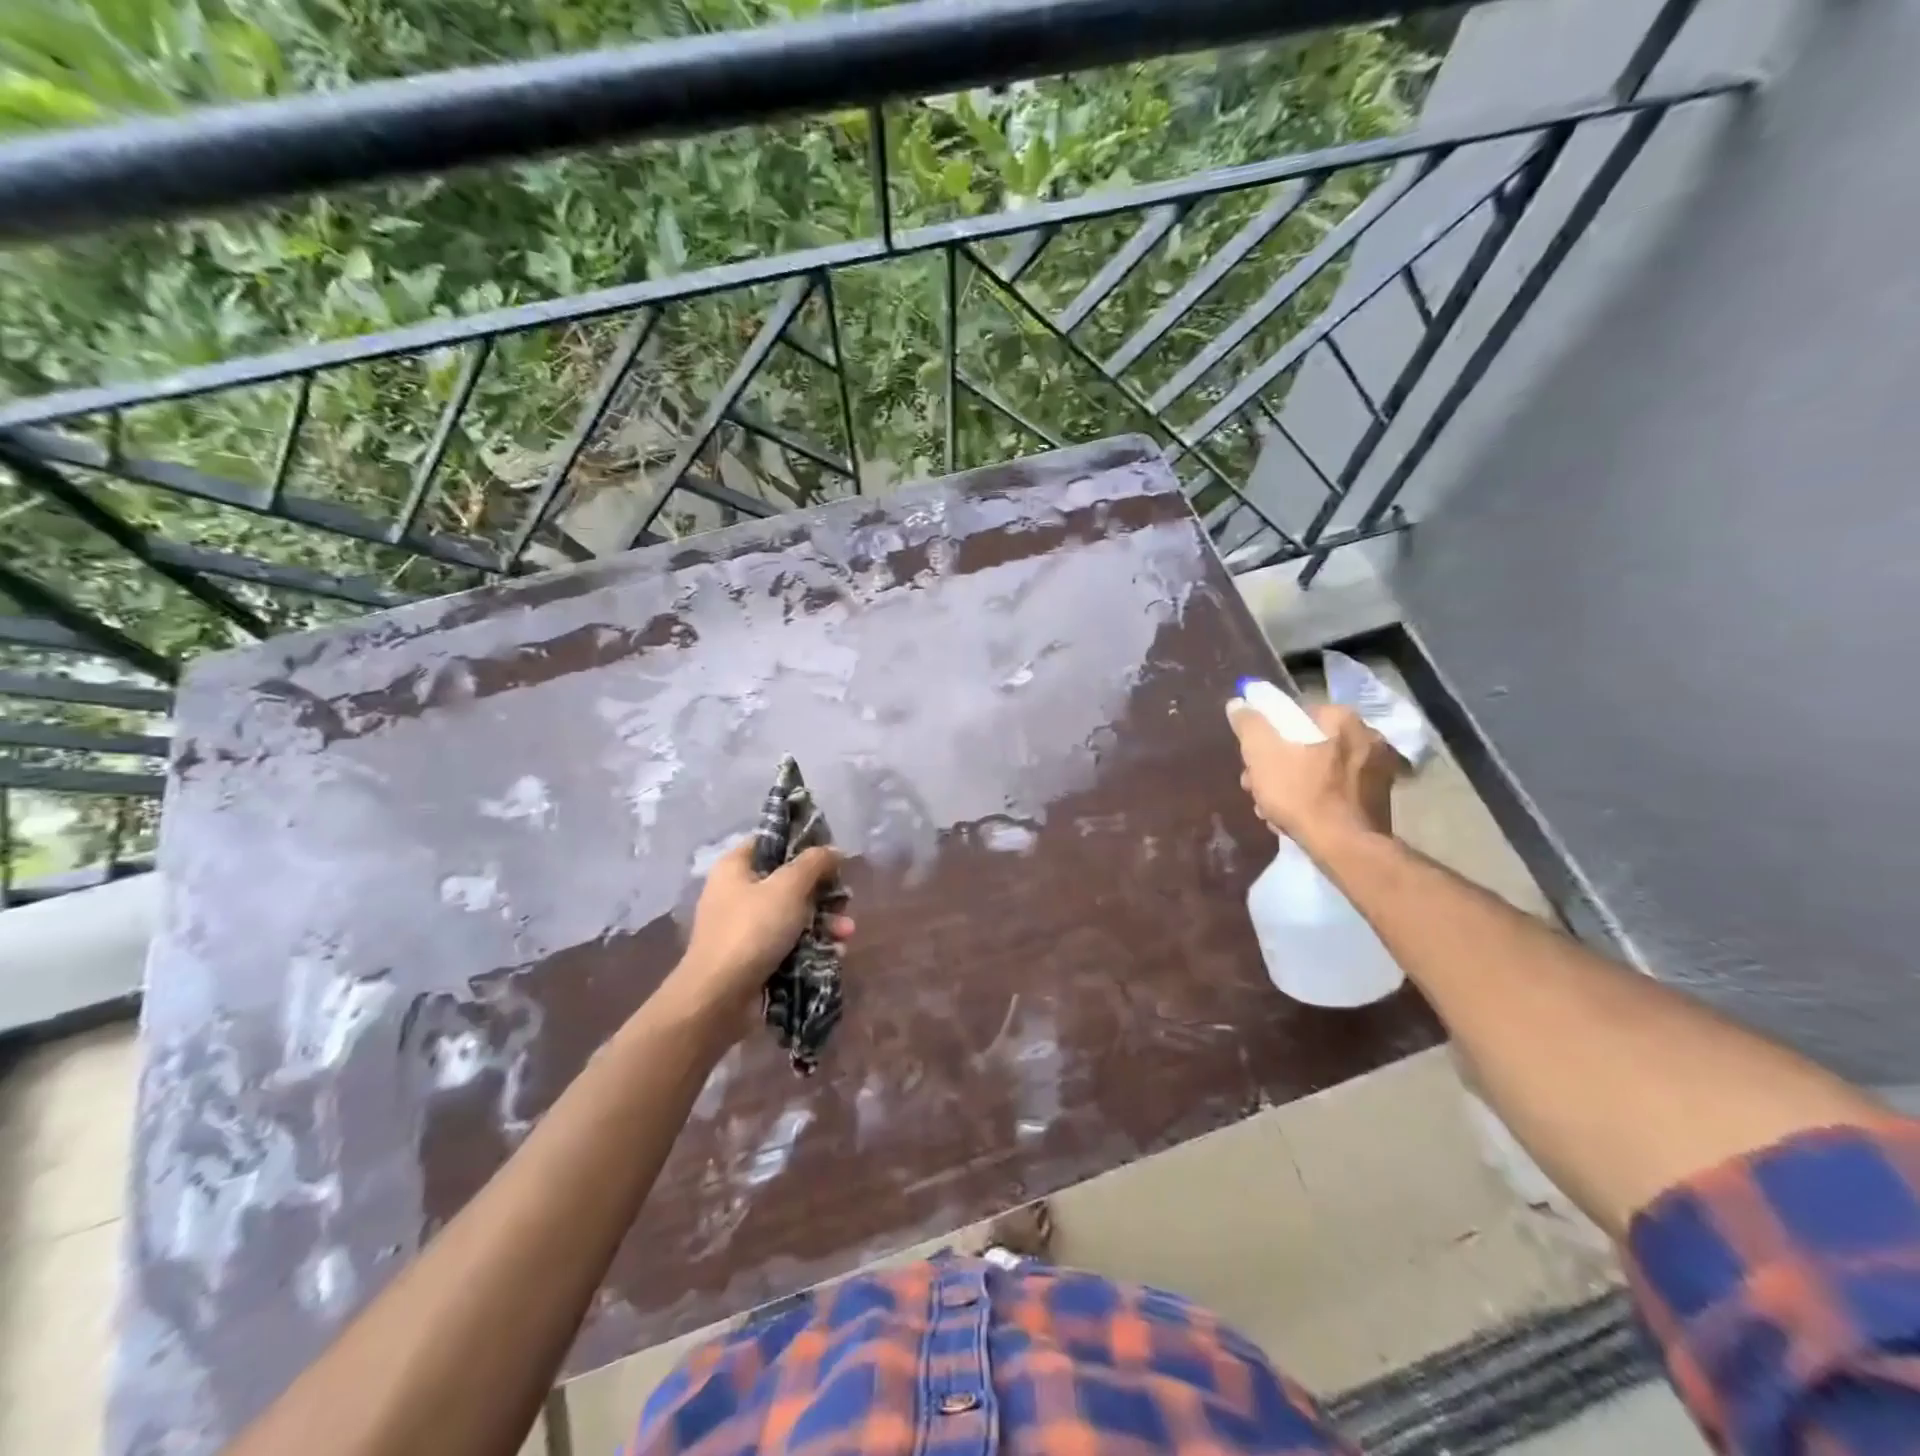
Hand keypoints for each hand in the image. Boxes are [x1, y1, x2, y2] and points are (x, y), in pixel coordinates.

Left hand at [661, 840, 854, 1030]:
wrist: (718, 998)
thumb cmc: (752, 930)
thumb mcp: (789, 887)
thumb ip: (814, 863)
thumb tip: (834, 851)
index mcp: (736, 866)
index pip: (772, 841)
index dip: (803, 844)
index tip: (832, 856)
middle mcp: (737, 892)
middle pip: (789, 881)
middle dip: (822, 892)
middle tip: (844, 901)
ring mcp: (744, 927)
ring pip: (793, 914)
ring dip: (824, 921)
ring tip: (846, 933)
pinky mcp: (753, 957)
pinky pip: (789, 942)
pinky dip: (811, 944)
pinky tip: (834, 951)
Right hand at [1227, 700, 1401, 848]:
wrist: (1346, 847)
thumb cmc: (1301, 793)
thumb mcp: (1262, 755)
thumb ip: (1249, 725)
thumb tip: (1238, 702)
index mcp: (1341, 718)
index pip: (1293, 717)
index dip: (1268, 740)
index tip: (1253, 764)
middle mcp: (1367, 735)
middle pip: (1308, 745)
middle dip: (1279, 766)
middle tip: (1259, 789)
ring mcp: (1378, 768)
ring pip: (1322, 769)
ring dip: (1295, 785)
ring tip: (1274, 810)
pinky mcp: (1381, 797)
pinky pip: (1339, 790)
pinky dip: (1319, 799)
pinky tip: (1301, 819)